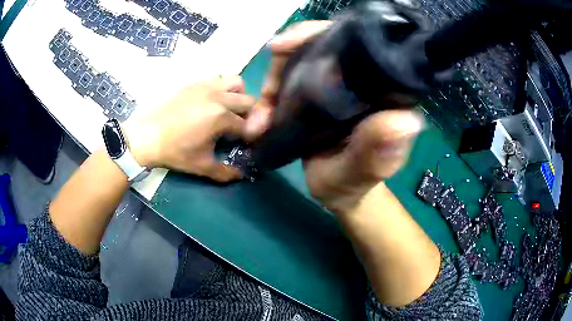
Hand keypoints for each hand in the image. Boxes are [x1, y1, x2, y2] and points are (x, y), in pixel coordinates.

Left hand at [125, 75, 254, 181]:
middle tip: (239, 127)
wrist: (146, 136)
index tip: (245, 144)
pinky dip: (222, 89)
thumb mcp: (201, 166)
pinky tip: (211, 102)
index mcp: (221, 117)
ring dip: (239, 96)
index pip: (248, 125)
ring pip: (236, 83)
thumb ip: (226, 172)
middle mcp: (218, 96)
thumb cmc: (175, 151)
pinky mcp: (195, 83)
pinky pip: (217, 79)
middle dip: (250, 115)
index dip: (250, 137)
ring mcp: (206, 86)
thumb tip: (241, 174)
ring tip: (229, 109)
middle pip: (248, 101)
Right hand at [246, 21, 423, 213]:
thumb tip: (403, 121)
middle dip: (287, 61)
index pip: (359, 44)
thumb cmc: (352, 186)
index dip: (321, 35)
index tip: (284, 47)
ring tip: (259, 121)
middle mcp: (364, 79)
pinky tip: (260, 118)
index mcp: (385, 92)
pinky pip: (292, 78)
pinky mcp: (321, 92)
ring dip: (274, 83)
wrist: (336, 191)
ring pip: (301, 59)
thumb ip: (375, 155)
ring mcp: (340, 83)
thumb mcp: (360, 176)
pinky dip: (271, 94)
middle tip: (267, 95)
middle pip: (322, 45)